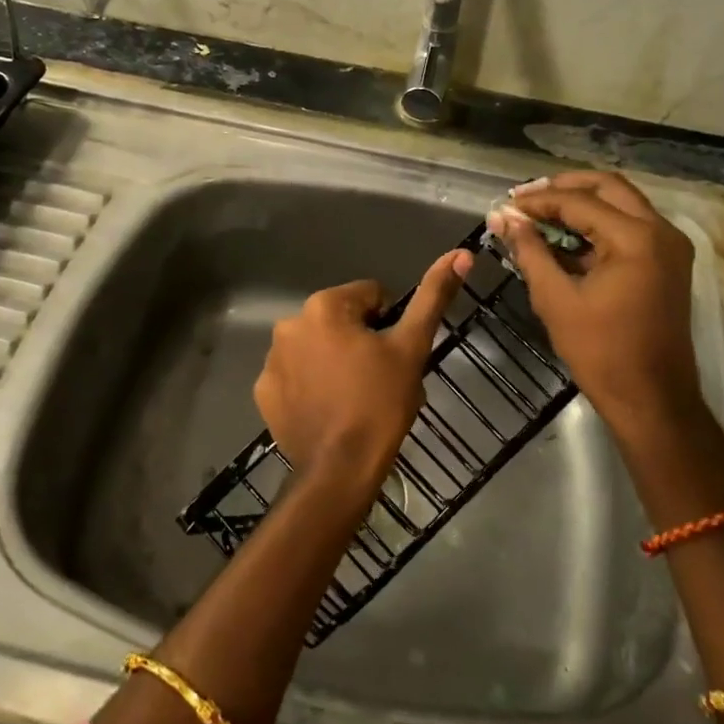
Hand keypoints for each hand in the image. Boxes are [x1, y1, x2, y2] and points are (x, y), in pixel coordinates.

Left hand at [254, 250, 472, 502]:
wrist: (340, 469)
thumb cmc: (380, 403)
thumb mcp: (412, 347)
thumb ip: (433, 297)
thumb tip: (459, 254)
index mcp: (324, 306)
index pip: (370, 295)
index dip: (389, 323)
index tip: (393, 355)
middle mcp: (289, 323)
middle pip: (340, 319)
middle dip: (360, 340)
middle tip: (378, 377)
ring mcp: (271, 359)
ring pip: (317, 346)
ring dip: (334, 359)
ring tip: (354, 396)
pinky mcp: (264, 391)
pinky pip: (295, 374)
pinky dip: (310, 384)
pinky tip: (328, 408)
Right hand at [486, 172, 702, 447]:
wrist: (652, 398)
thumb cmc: (601, 352)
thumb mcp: (556, 299)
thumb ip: (530, 252)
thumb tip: (504, 219)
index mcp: (636, 238)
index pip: (579, 202)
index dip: (538, 201)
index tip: (505, 205)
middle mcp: (661, 231)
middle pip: (608, 187)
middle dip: (564, 188)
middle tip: (526, 198)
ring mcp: (670, 246)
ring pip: (622, 203)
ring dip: (582, 203)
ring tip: (540, 213)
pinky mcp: (668, 262)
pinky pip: (631, 226)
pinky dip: (598, 224)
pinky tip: (565, 237)